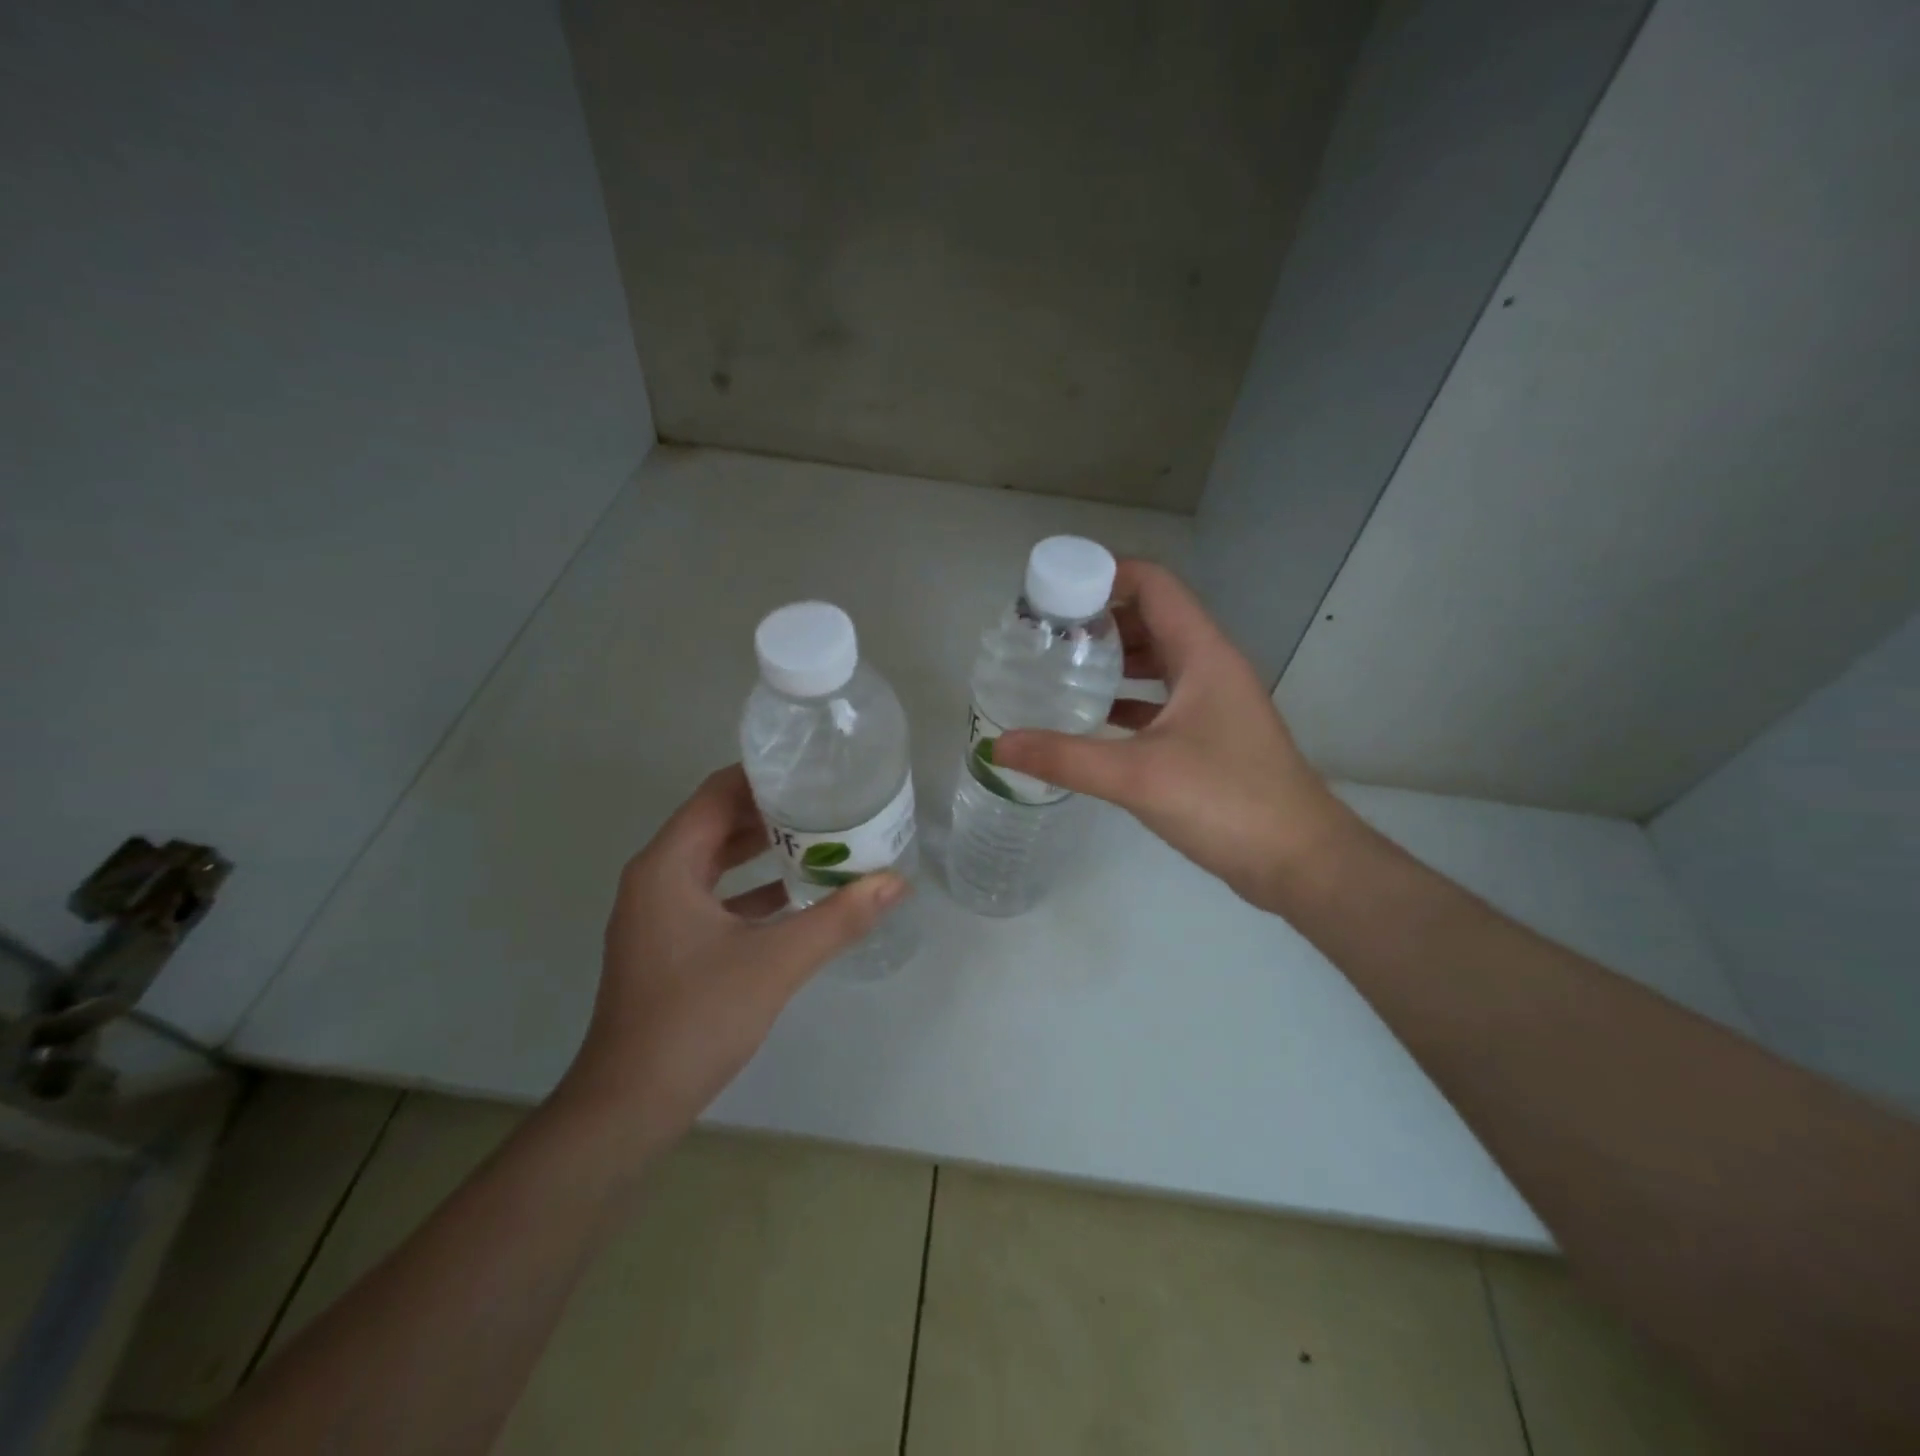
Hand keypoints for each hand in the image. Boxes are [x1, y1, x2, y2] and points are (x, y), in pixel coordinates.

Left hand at [554, 765, 908, 1155]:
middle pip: (717, 822)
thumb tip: (896, 882)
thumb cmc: (695, 1019)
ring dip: (764, 849)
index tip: (814, 768)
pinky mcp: (668, 942)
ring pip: (716, 861)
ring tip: (823, 838)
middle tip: (830, 801)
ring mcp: (659, 912)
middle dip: (772, 810)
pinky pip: (715, 895)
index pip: (718, 793)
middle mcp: (657, 877)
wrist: (629, 1105)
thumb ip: (839, 918)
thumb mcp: (776, 962)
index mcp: (668, 864)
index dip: (764, 775)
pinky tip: (798, 894)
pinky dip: (752, 888)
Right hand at [996, 560, 1350, 908]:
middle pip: (1152, 618)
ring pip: (1157, 661)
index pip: (1154, 585)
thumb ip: (1065, 757)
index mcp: (1202, 654)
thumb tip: (998, 745)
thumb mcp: (1138, 776)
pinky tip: (1092, 717)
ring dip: (1114, 658)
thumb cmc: (1226, 801)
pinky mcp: (1211, 736)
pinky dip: (1127, 699)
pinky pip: (1161, 699)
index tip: (1053, 593)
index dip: (1105, 575)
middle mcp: (1211, 667)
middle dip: (1099, 619)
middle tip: (1046, 634)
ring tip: (1061, 668)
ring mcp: (1214, 702)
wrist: (1299, 860)